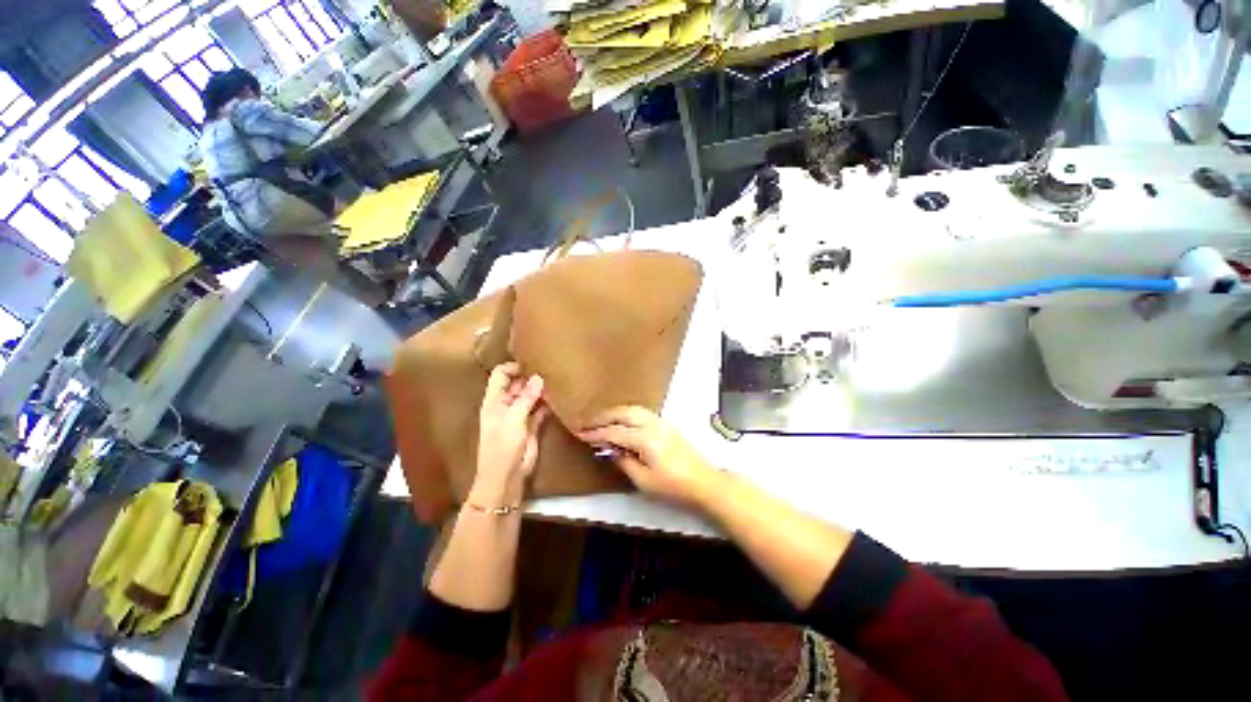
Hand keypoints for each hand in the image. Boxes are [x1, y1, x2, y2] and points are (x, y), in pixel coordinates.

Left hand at [474, 363, 547, 504]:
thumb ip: (525, 398)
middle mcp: (506, 405)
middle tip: (550, 368)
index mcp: (494, 401)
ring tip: (557, 378)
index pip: (501, 375)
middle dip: (530, 376)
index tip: (532, 362)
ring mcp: (520, 415)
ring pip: (530, 396)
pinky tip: (559, 396)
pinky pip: (540, 410)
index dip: (513, 367)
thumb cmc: (503, 446)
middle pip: (517, 384)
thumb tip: (538, 378)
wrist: (507, 477)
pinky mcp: (532, 426)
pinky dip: (547, 403)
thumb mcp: (512, 420)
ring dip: (540, 389)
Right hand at [576, 406, 719, 508]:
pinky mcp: (665, 425)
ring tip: (601, 420)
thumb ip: (625, 462)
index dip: (596, 433)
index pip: (614, 432)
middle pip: (623, 413)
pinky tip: (622, 421)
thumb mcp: (644, 481)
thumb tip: (611, 450)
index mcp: (644, 438)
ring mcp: (660, 422)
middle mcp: (651, 424)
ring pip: (633, 409)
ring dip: (615, 412)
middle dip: (603, 416)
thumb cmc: (673, 486)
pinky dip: (627, 413)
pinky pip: (641, 412)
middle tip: (587, 422)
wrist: (703, 481)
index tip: (580, 433)